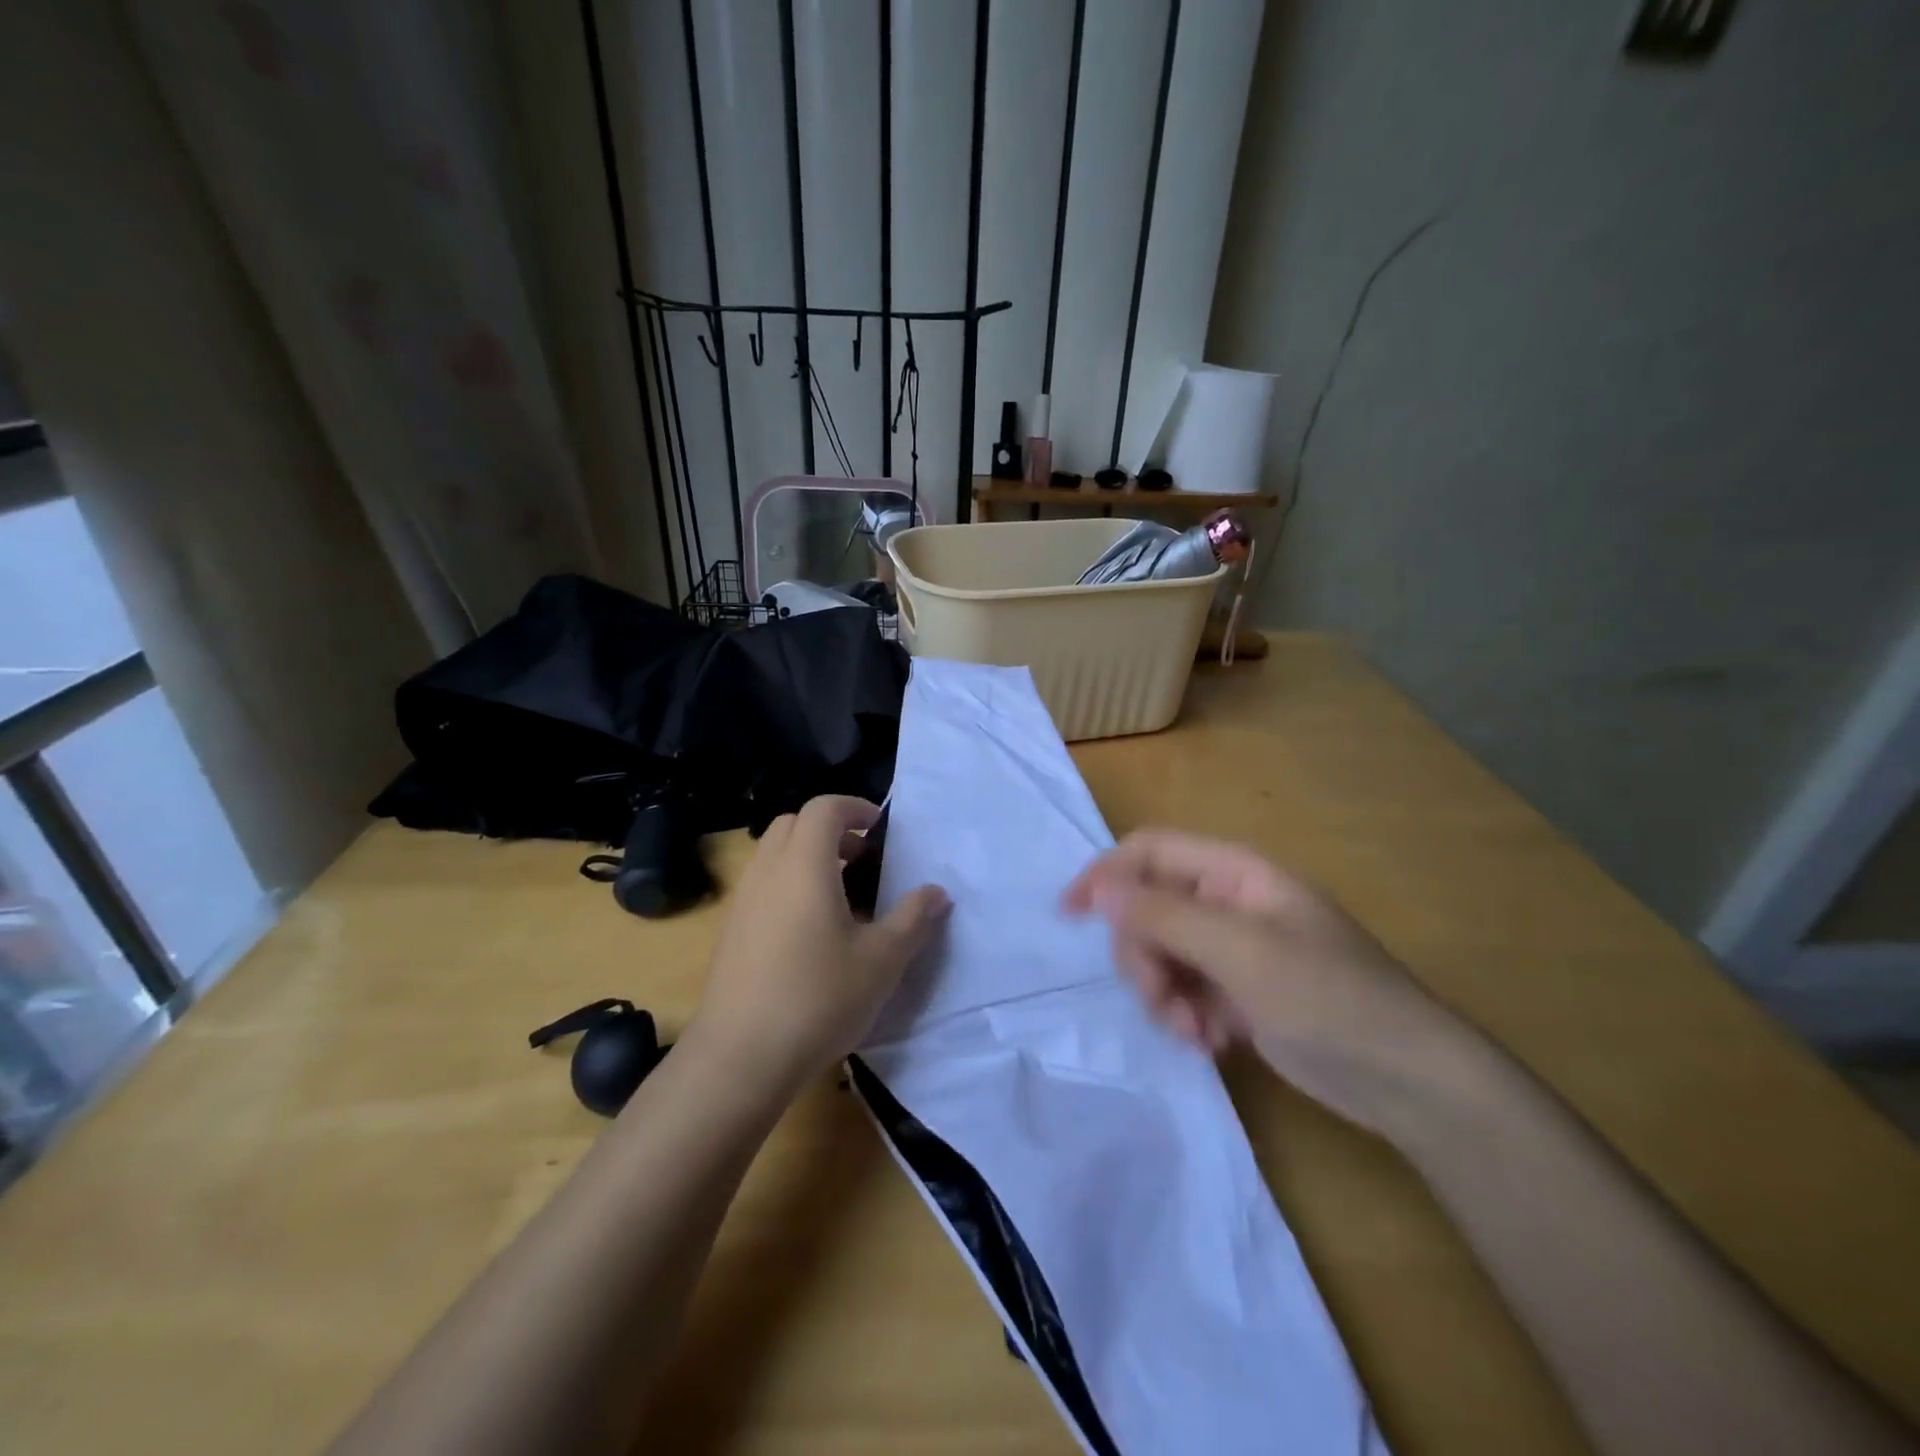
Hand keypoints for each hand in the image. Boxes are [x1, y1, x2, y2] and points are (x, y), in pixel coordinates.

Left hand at [688, 796, 949, 1092]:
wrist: (741, 1057)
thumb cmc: (819, 997)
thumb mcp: (882, 960)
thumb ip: (914, 918)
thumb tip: (937, 892)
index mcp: (804, 865)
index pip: (823, 808)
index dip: (855, 808)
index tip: (881, 831)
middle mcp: (767, 871)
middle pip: (793, 824)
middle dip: (830, 831)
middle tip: (863, 860)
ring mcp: (742, 901)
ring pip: (774, 855)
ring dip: (807, 858)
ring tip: (842, 898)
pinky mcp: (730, 931)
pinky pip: (762, 886)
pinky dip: (788, 885)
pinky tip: (810, 933)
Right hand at [1064, 829, 1475, 1135]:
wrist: (1410, 1081)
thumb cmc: (1329, 998)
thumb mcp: (1240, 951)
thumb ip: (1163, 915)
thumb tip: (1098, 888)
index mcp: (1233, 873)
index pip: (1149, 851)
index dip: (1106, 874)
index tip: (1069, 915)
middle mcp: (1227, 903)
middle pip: (1148, 909)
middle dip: (1142, 956)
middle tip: (1160, 1000)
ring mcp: (1234, 950)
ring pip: (1161, 955)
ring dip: (1163, 993)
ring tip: (1193, 1032)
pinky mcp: (1240, 993)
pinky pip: (1185, 991)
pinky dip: (1186, 1016)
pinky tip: (1212, 1043)